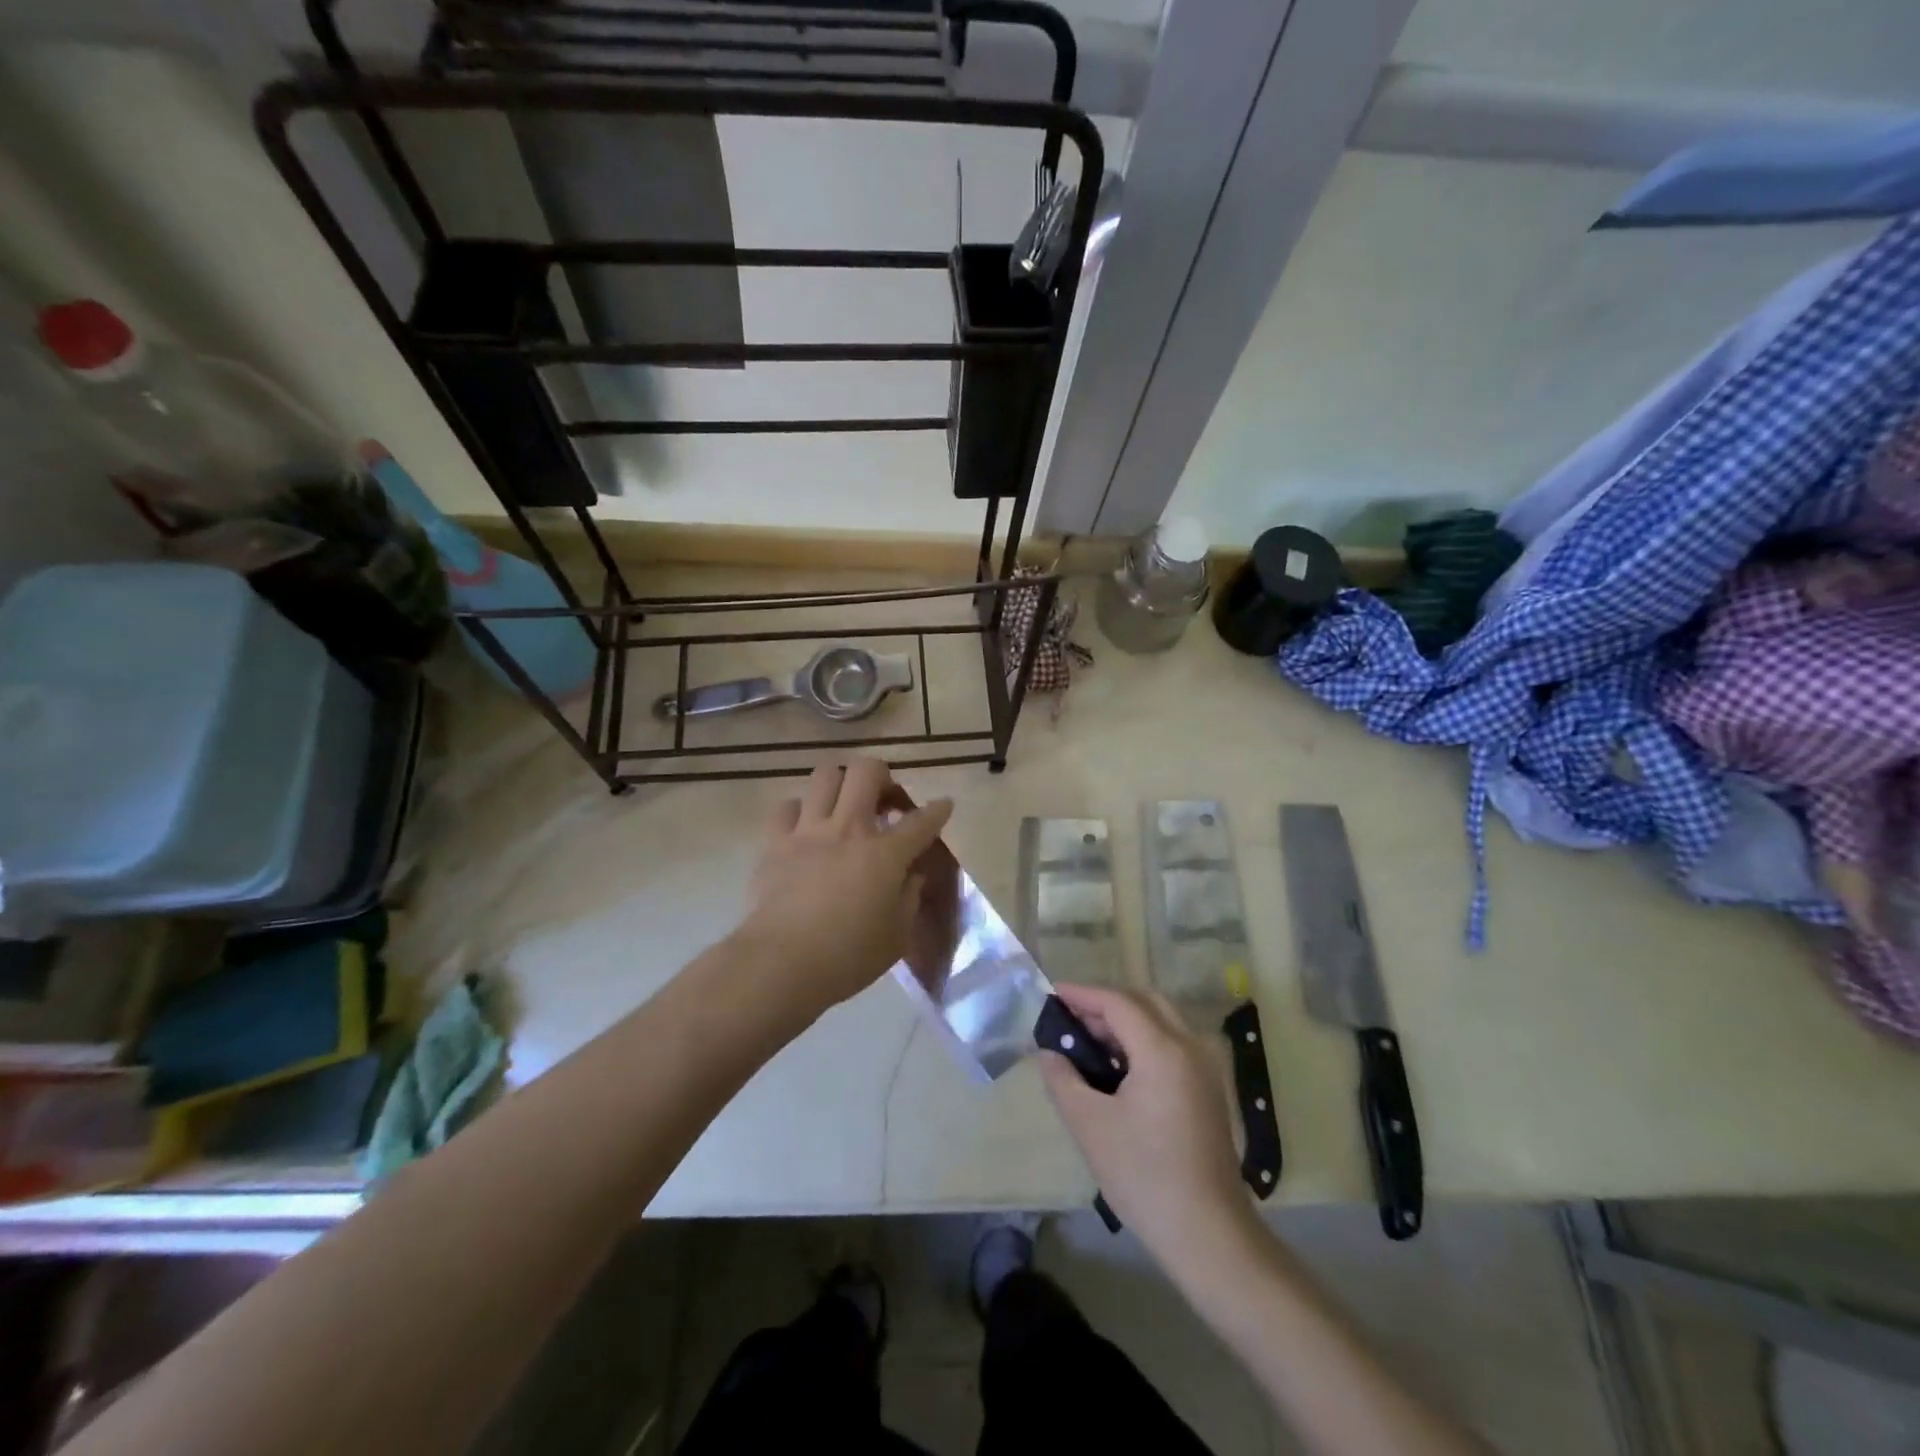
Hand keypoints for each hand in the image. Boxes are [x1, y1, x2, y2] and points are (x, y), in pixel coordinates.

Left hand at [738, 758, 952, 1016]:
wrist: (782, 963)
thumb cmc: (849, 957)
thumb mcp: (897, 935)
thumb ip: (909, 898)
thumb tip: (912, 875)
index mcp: (885, 854)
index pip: (922, 821)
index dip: (938, 810)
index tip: (943, 805)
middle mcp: (848, 829)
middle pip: (867, 771)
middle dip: (882, 776)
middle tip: (883, 800)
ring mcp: (809, 831)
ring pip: (825, 775)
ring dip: (840, 783)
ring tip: (844, 804)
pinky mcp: (775, 842)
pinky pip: (787, 807)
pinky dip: (800, 811)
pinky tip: (805, 828)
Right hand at [1040, 984, 1256, 1273]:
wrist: (1209, 1234)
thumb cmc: (1144, 1176)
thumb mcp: (1090, 1125)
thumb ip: (1063, 1079)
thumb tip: (1048, 1052)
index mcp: (1163, 1050)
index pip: (1117, 1002)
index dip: (1082, 994)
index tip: (1051, 995)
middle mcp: (1190, 1047)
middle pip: (1144, 1002)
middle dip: (1105, 1003)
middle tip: (1070, 1019)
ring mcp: (1205, 1069)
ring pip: (1162, 1021)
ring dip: (1125, 1021)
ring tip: (1088, 1041)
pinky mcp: (1208, 1090)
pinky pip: (1172, 1044)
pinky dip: (1143, 1040)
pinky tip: (1118, 1067)